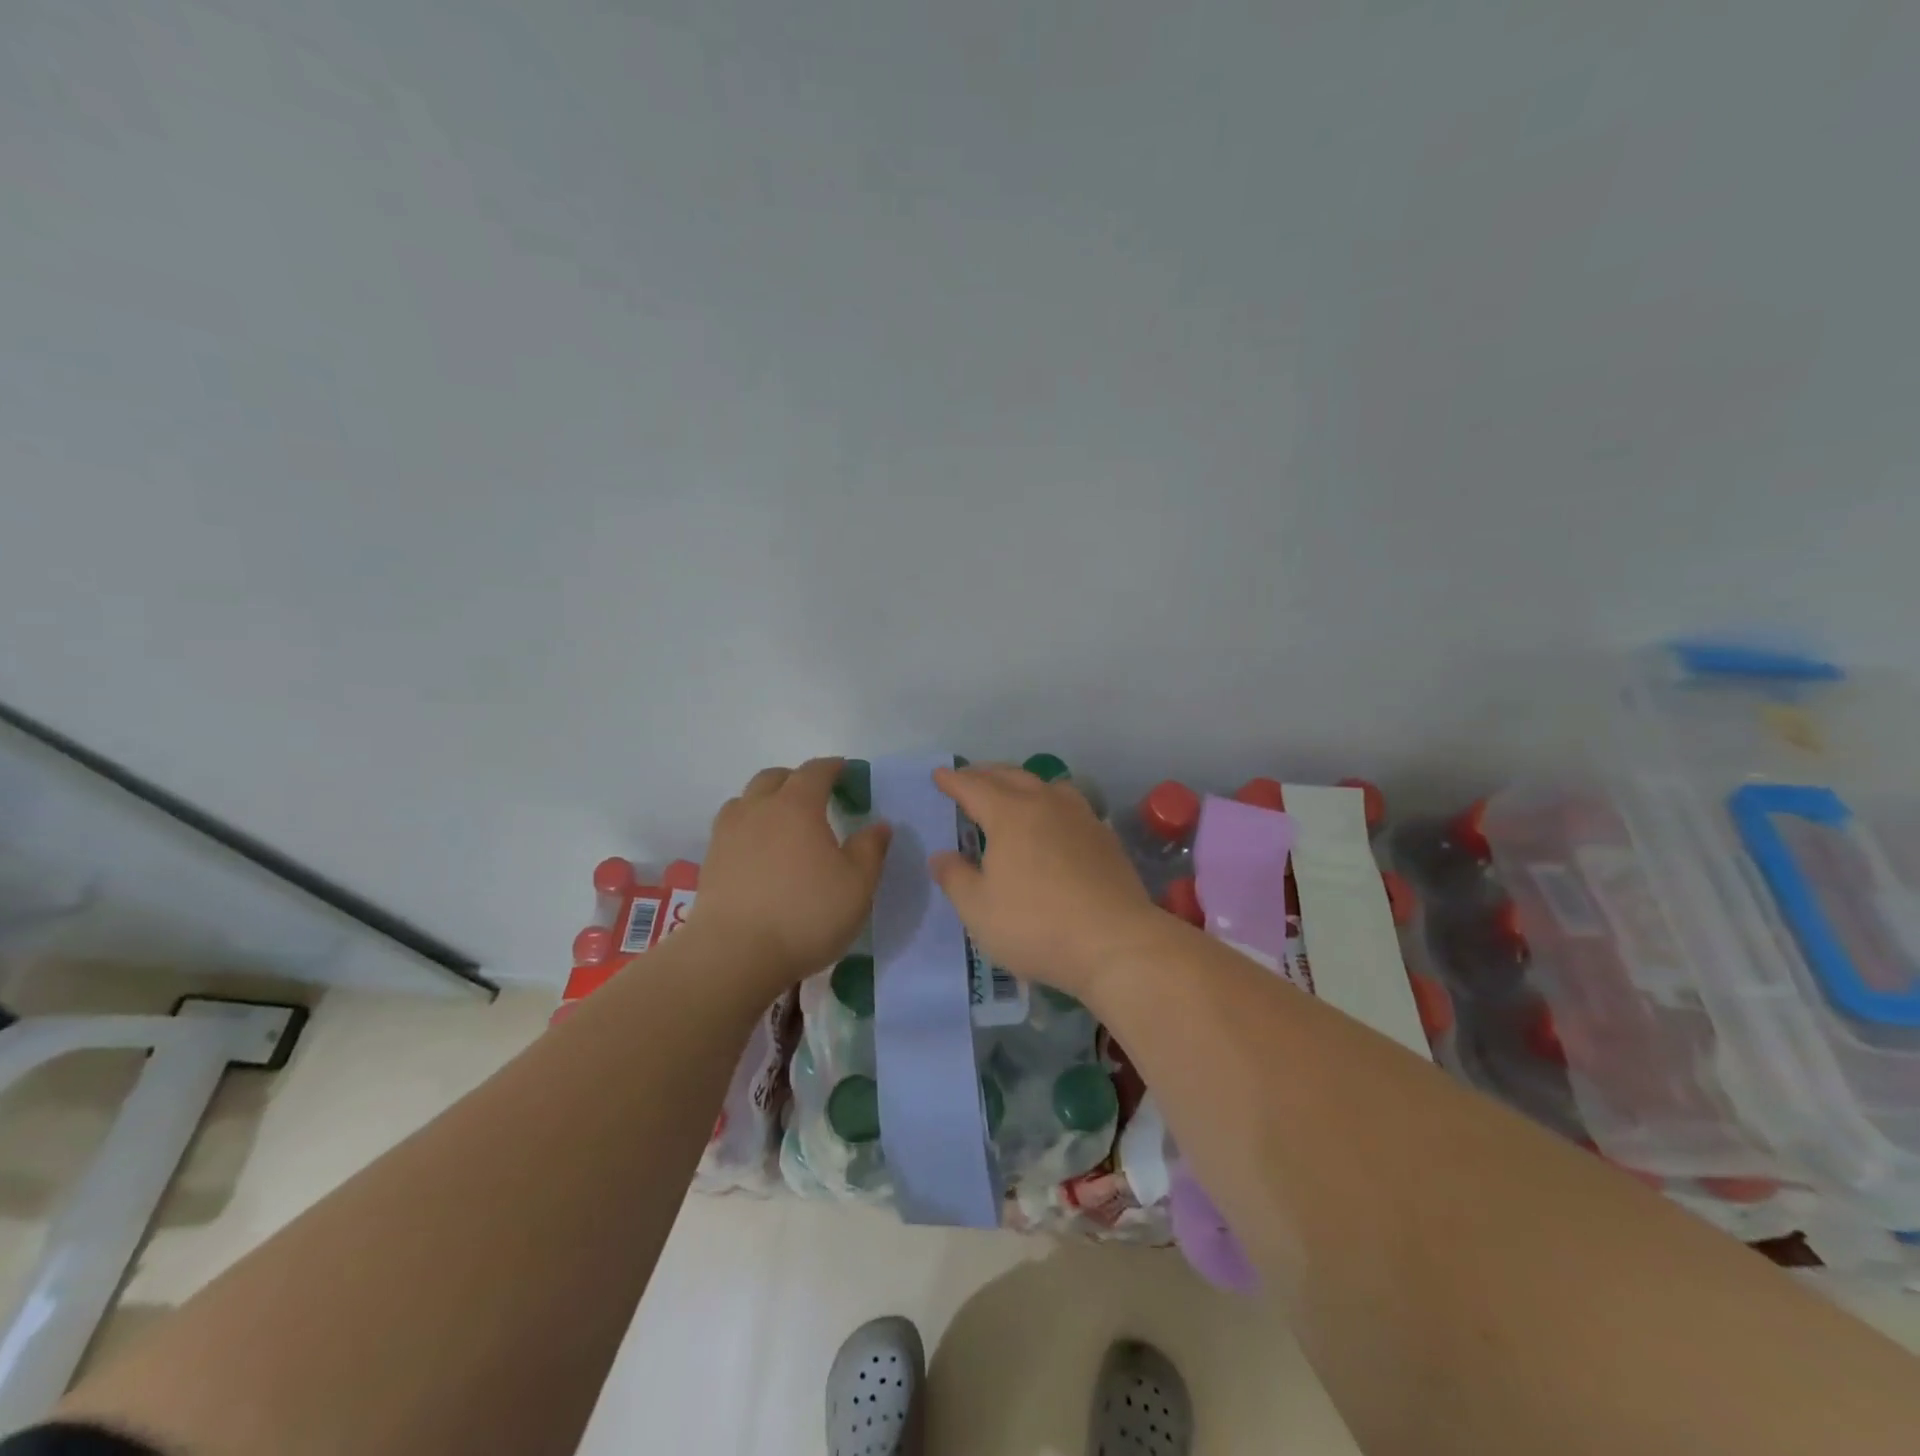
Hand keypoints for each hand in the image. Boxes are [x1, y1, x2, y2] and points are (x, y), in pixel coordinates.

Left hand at [692, 758, 891, 991]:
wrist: (734, 954)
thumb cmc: (805, 914)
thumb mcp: (857, 885)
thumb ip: (870, 850)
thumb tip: (879, 825)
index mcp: (797, 806)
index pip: (815, 771)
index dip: (832, 767)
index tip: (845, 770)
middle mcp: (759, 809)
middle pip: (774, 778)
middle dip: (796, 778)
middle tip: (815, 795)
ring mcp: (729, 834)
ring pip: (746, 800)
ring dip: (766, 800)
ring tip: (783, 820)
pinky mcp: (711, 861)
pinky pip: (731, 827)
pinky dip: (749, 827)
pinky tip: (759, 850)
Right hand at [929, 763, 1162, 1001]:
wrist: (1114, 942)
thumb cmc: (1036, 925)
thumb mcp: (979, 910)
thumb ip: (956, 878)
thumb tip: (942, 855)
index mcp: (1009, 814)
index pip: (974, 787)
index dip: (954, 781)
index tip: (939, 775)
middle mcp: (1046, 804)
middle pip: (1011, 776)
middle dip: (986, 774)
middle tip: (969, 776)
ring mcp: (1081, 818)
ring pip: (1047, 785)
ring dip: (1023, 782)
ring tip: (1013, 791)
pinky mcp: (1105, 838)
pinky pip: (1071, 805)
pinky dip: (1052, 802)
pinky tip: (1053, 821)